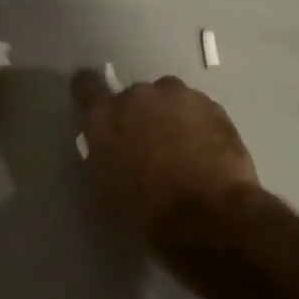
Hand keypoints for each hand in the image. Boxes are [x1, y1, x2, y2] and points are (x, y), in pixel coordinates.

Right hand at [71, 71, 258, 237]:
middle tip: (149, 144)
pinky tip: (207, 152)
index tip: (96, 102)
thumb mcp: (107, 188)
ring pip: (168, 99)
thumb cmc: (148, 210)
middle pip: (134, 95)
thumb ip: (102, 156)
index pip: (86, 84)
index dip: (90, 91)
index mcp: (105, 116)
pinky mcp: (211, 105)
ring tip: (183, 148)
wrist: (210, 214)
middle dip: (139, 114)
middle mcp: (138, 95)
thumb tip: (107, 148)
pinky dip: (198, 124)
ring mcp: (178, 96)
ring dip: (170, 116)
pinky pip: (197, 109)